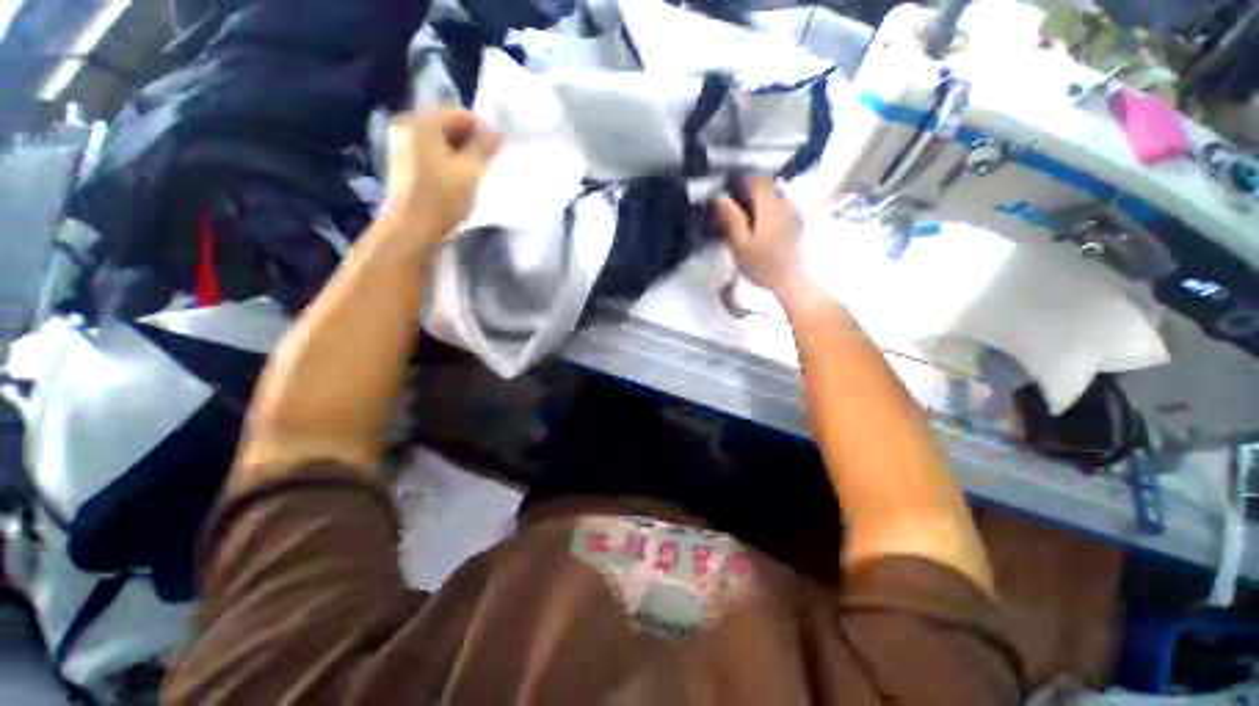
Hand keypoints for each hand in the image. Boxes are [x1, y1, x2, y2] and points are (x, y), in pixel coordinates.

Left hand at [382, 108, 500, 246]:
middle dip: (470, 141)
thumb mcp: (470, 171)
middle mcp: (408, 126)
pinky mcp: (403, 163)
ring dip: (460, 152)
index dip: (482, 129)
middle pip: (447, 126)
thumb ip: (485, 148)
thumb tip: (496, 133)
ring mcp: (402, 145)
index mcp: (423, 122)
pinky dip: (447, 160)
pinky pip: (430, 153)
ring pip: (439, 141)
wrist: (412, 227)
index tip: (498, 148)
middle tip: (489, 160)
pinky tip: (459, 178)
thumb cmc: (443, 196)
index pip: (460, 114)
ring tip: (476, 171)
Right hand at [714, 176, 809, 299]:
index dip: (742, 182)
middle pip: (767, 186)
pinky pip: (783, 208)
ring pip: (776, 197)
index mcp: (769, 206)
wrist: (793, 281)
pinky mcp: (800, 222)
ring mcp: (795, 212)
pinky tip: (765, 228)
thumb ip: (731, 219)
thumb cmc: (763, 265)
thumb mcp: (741, 245)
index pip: (757, 180)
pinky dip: (772, 211)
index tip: (731, 193)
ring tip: (751, 220)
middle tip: (738, 209)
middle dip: (752, 193)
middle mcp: (784, 203)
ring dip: (762, 202)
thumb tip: (720, 199)